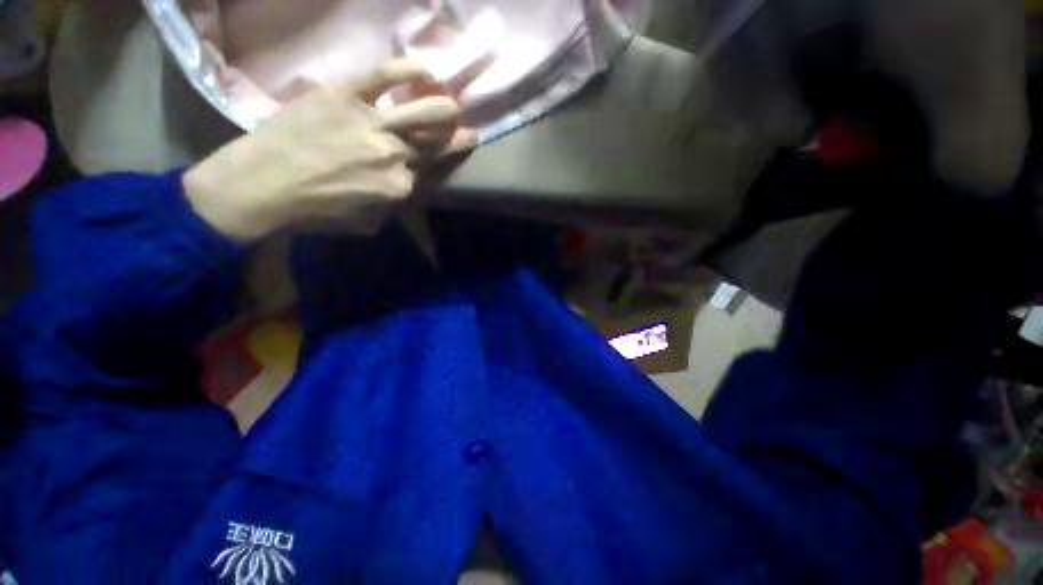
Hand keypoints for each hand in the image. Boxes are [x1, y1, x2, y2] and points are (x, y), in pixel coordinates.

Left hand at [183, 60, 470, 239]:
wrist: (261, 184)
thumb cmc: (315, 210)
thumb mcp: (367, 218)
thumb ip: (392, 198)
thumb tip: (404, 180)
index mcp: (399, 186)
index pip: (425, 172)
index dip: (428, 165)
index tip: (437, 159)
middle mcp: (394, 154)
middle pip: (434, 141)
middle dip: (454, 136)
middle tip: (461, 128)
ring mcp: (372, 122)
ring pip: (423, 111)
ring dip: (445, 109)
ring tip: (453, 104)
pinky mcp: (345, 94)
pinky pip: (384, 76)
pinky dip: (408, 70)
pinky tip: (425, 71)